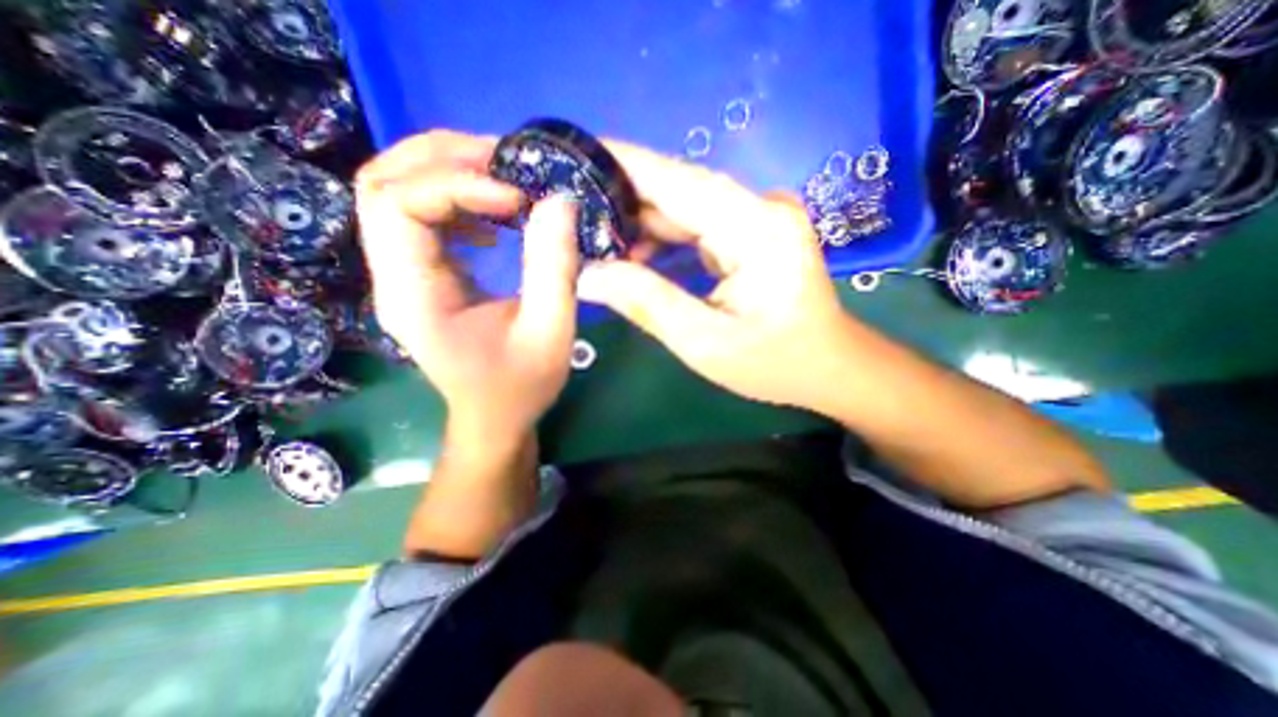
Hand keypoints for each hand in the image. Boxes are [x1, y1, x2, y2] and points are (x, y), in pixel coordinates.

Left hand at [355, 131, 582, 439]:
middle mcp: (393, 277)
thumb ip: (554, 270)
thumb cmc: (521, 386)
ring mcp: (403, 274)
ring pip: (396, 191)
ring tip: (503, 178)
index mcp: (413, 296)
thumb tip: (559, 202)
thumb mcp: (550, 333)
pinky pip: (421, 216)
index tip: (517, 198)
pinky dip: (456, 199)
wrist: (495, 417)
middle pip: (382, 183)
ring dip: (447, 171)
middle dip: (442, 158)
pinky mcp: (422, 275)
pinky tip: (495, 218)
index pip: (399, 205)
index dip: (456, 186)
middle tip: (504, 160)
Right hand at [580, 140, 857, 414]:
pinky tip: (635, 255)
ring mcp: (758, 218)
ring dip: (641, 223)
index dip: (625, 164)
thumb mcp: (706, 343)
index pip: (679, 180)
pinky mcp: (752, 233)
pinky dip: (663, 237)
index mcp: (756, 228)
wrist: (828, 367)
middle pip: (679, 190)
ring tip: (595, 241)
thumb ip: (647, 303)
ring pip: (685, 207)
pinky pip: (697, 224)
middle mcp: (760, 208)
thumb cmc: (775, 363)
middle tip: (572, 211)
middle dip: (625, 199)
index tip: (575, 155)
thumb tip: (588, 275)